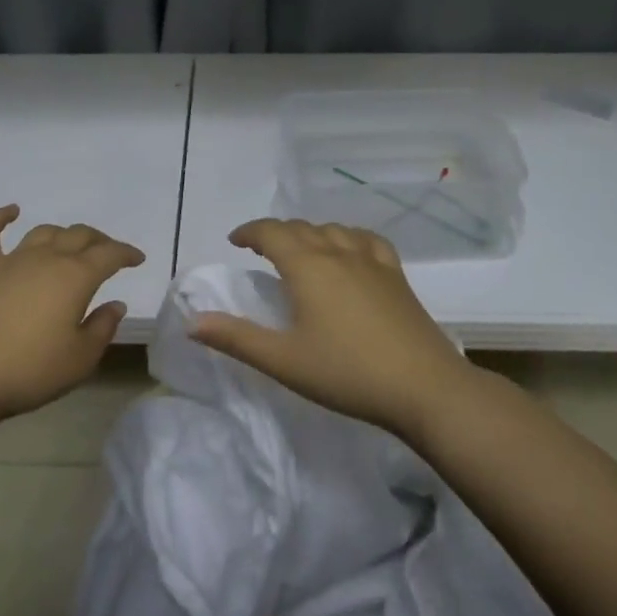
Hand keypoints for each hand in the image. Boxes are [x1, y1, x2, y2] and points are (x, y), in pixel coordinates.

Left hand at [0, 205, 144, 419]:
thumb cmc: (30, 370)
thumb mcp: (81, 359)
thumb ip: (102, 328)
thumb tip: (115, 304)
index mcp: (76, 277)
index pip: (109, 255)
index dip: (126, 254)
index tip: (138, 259)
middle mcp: (46, 259)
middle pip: (79, 237)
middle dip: (99, 241)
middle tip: (109, 254)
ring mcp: (11, 261)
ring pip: (44, 233)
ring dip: (63, 234)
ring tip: (72, 244)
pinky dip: (0, 217)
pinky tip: (12, 211)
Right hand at [188, 218, 475, 435]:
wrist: (424, 387)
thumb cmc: (346, 373)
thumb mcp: (283, 360)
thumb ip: (236, 338)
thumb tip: (193, 321)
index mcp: (308, 267)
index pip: (272, 233)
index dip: (250, 231)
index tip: (235, 240)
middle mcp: (339, 253)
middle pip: (302, 228)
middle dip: (276, 233)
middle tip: (260, 250)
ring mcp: (372, 262)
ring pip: (334, 230)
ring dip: (310, 233)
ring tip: (300, 251)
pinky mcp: (397, 276)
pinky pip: (367, 241)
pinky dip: (349, 237)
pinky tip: (350, 251)